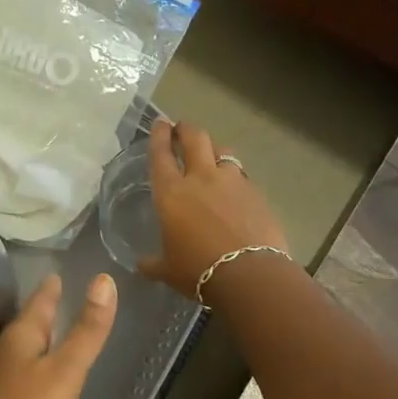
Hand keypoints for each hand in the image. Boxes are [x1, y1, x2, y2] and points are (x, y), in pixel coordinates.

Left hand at [0, 273, 115, 398]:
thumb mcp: (66, 370)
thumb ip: (87, 330)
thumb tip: (104, 279)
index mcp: (20, 336)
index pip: (39, 301)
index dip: (51, 288)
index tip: (58, 273)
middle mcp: (3, 351)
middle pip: (28, 324)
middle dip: (44, 311)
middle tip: (60, 297)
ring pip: (22, 350)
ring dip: (38, 339)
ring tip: (54, 334)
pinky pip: (19, 375)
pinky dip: (34, 368)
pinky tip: (40, 381)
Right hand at [138, 120, 288, 296]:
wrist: (250, 275)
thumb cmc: (198, 270)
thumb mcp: (168, 270)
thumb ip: (153, 263)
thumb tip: (141, 265)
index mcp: (171, 193)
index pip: (161, 154)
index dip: (159, 136)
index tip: (160, 123)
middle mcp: (201, 178)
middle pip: (195, 139)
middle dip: (187, 129)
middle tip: (182, 128)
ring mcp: (232, 182)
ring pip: (223, 151)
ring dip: (214, 148)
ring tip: (211, 153)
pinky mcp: (256, 193)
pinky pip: (242, 175)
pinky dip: (234, 176)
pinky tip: (234, 187)